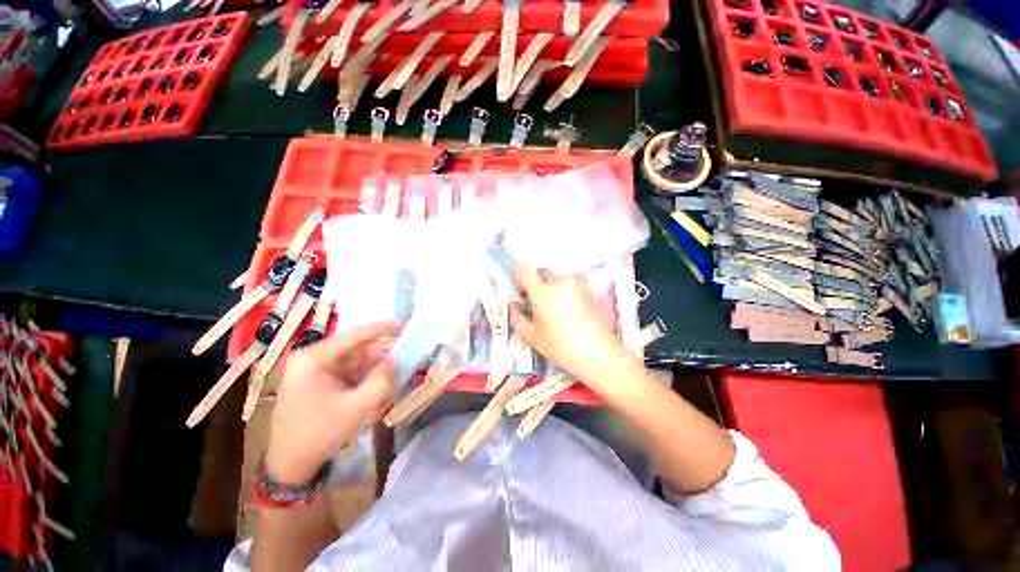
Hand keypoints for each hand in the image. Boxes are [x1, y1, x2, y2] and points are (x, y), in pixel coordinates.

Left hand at [264, 321, 398, 486]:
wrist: (288, 467)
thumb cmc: (319, 434)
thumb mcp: (357, 408)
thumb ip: (381, 380)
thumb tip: (394, 360)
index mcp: (314, 358)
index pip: (356, 335)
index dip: (384, 328)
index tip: (406, 324)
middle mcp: (311, 358)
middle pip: (356, 348)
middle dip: (380, 356)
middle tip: (402, 363)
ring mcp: (313, 369)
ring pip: (354, 361)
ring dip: (373, 370)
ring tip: (391, 381)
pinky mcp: (317, 381)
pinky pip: (348, 372)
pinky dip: (364, 378)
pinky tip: (375, 390)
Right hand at [509, 266, 632, 393]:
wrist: (600, 355)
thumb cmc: (562, 348)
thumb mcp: (532, 337)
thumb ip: (518, 318)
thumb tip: (515, 307)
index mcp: (544, 292)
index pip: (525, 270)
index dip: (520, 278)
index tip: (522, 293)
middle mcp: (561, 282)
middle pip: (543, 274)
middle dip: (537, 286)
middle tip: (539, 306)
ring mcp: (578, 285)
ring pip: (558, 280)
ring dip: (553, 290)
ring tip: (557, 312)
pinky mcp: (590, 291)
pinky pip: (572, 287)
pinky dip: (567, 295)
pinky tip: (571, 315)